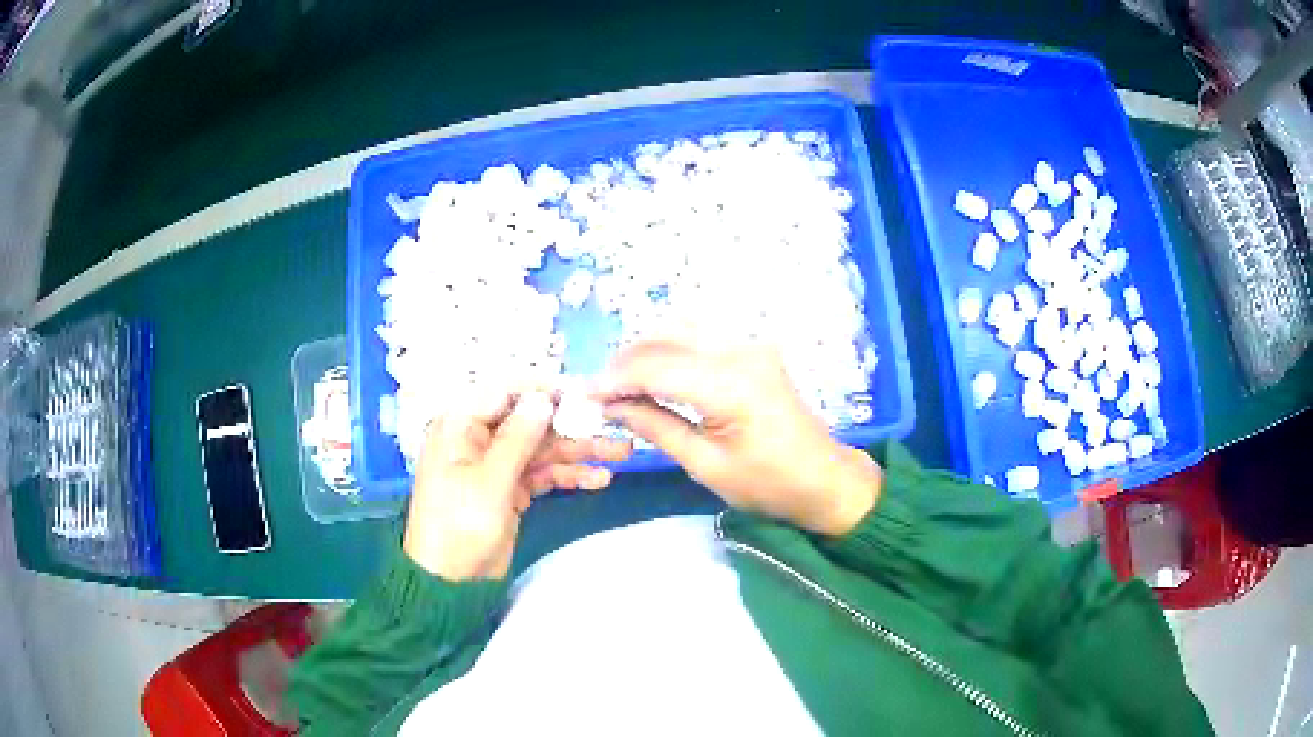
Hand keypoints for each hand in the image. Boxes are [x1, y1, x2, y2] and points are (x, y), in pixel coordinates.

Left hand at [403, 389, 632, 580]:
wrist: (451, 583)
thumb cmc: (459, 526)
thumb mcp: (489, 481)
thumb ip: (517, 437)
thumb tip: (543, 397)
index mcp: (461, 425)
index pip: (505, 391)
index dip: (544, 388)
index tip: (584, 392)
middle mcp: (478, 437)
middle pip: (530, 420)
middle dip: (571, 424)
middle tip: (614, 424)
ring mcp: (496, 465)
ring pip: (542, 448)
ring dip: (578, 450)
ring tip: (620, 452)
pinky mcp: (511, 489)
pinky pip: (543, 473)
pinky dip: (569, 475)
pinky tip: (599, 479)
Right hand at [593, 336, 881, 536]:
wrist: (825, 479)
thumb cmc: (769, 485)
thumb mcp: (705, 465)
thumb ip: (656, 427)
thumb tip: (610, 406)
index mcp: (732, 385)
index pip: (656, 366)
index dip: (614, 379)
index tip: (584, 396)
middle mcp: (742, 351)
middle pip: (666, 336)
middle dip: (626, 360)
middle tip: (601, 391)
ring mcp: (752, 345)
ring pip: (683, 328)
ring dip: (647, 350)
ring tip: (623, 384)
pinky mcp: (755, 349)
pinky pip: (702, 337)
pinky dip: (671, 349)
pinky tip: (656, 374)